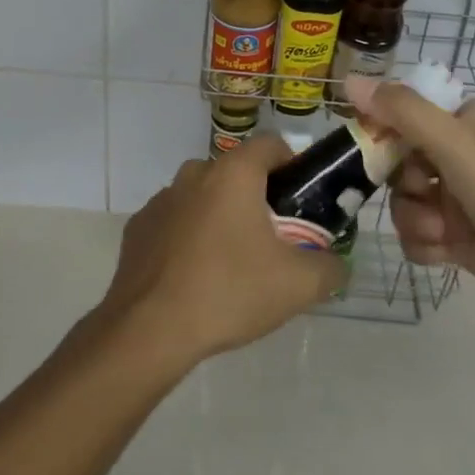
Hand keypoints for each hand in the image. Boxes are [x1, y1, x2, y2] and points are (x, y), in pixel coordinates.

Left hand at [99, 133, 346, 369]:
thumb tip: (336, 264)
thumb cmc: (229, 292)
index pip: (271, 144)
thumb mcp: (298, 285)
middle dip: (257, 197)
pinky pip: (175, 221)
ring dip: (220, 216)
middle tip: (273, 240)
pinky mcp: (138, 228)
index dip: (293, 166)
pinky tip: (194, 276)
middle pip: (237, 172)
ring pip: (203, 196)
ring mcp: (161, 199)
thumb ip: (329, 267)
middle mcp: (194, 173)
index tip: (301, 201)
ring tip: (232, 264)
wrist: (149, 330)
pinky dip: (188, 237)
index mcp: (233, 173)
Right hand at [347, 78, 474, 338]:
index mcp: (468, 123)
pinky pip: (418, 234)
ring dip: (415, 218)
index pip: (408, 112)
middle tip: (421, 191)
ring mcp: (461, 200)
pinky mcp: (460, 239)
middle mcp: (463, 156)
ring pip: (405, 200)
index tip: (370, 145)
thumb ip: (402, 111)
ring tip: (442, 231)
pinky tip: (444, 253)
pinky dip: (425, 243)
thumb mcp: (455, 144)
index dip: (386, 129)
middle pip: (400, 160)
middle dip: (404, 183)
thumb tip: (351, 78)